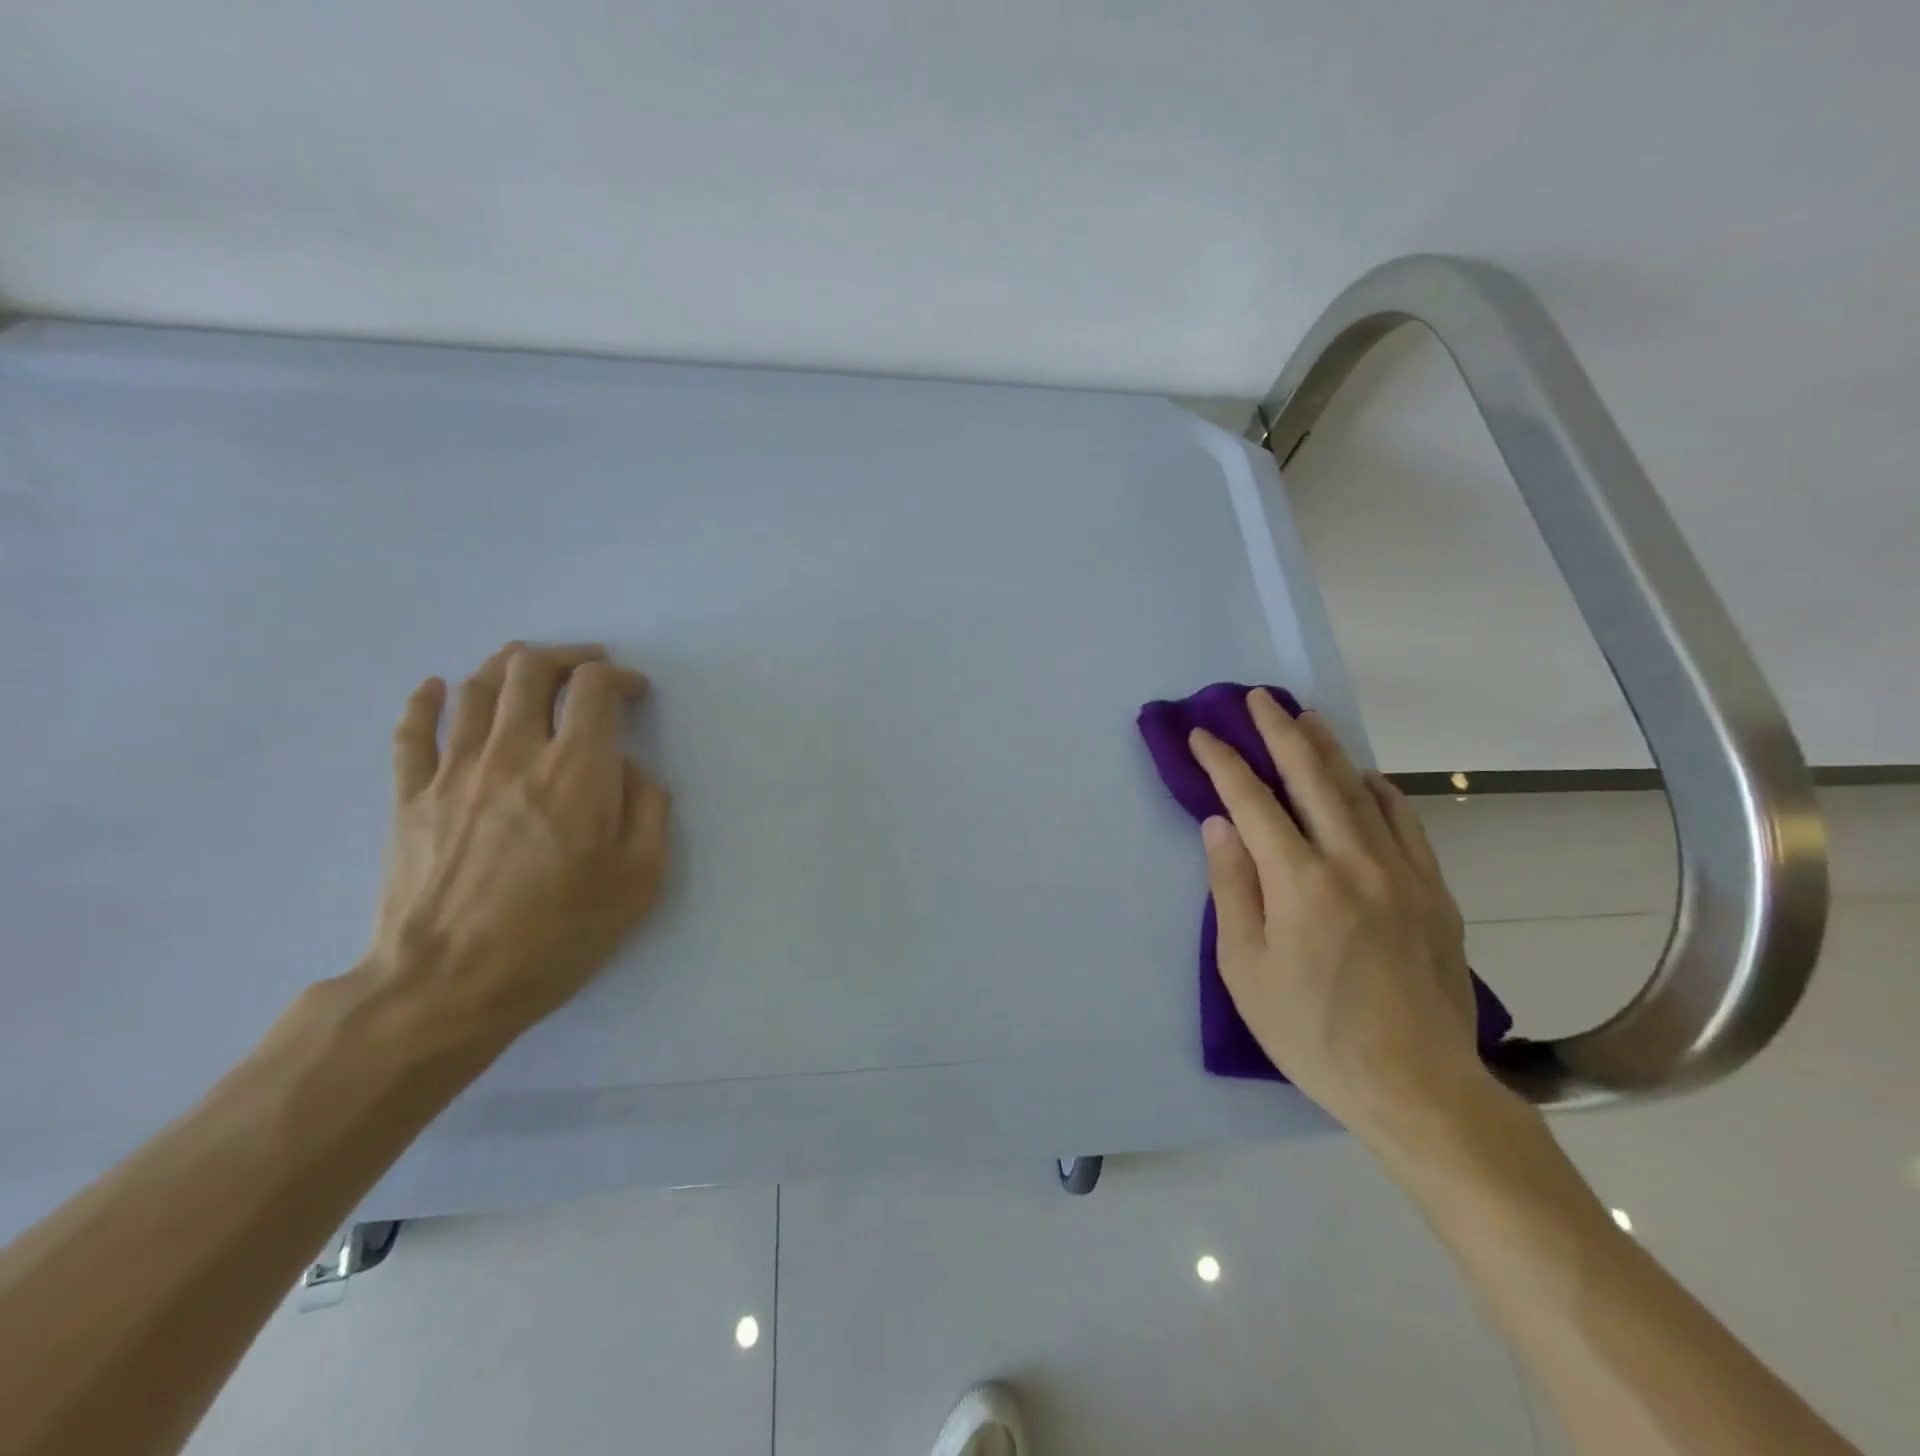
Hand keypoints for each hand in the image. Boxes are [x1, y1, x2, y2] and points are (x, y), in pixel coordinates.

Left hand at [362, 641, 669, 1052]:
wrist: (446, 986)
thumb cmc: (558, 935)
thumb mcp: (639, 879)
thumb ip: (648, 808)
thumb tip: (627, 767)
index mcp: (575, 772)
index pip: (594, 689)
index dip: (620, 678)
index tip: (635, 694)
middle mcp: (513, 753)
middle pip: (531, 670)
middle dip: (567, 657)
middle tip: (588, 668)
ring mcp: (453, 771)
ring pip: (477, 688)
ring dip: (509, 665)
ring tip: (530, 667)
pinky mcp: (409, 797)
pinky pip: (413, 731)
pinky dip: (426, 700)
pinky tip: (438, 688)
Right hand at [1188, 690, 1487, 1142]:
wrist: (1417, 1087)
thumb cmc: (1311, 1033)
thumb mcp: (1245, 969)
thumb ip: (1232, 889)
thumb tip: (1219, 825)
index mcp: (1299, 883)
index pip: (1252, 803)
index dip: (1224, 764)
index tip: (1202, 735)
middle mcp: (1352, 862)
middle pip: (1311, 779)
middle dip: (1279, 732)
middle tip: (1259, 697)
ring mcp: (1401, 873)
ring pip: (1360, 792)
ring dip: (1328, 749)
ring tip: (1306, 718)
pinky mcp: (1433, 892)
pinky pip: (1405, 824)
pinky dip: (1381, 792)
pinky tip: (1366, 777)